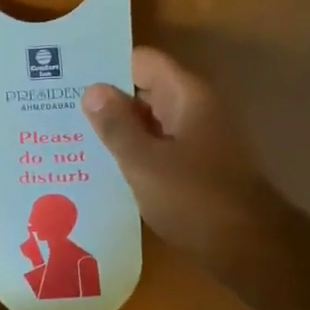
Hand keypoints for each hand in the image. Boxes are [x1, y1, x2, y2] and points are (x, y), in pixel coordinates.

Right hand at [83, 47, 286, 278]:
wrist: (248, 248)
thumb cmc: (194, 198)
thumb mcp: (144, 162)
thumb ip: (116, 125)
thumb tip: (92, 89)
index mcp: (187, 96)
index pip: (142, 61)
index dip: (107, 66)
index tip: (69, 79)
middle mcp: (195, 109)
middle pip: (145, 89)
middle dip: (107, 99)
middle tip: (60, 111)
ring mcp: (199, 138)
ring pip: (150, 121)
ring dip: (119, 128)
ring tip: (72, 139)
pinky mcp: (197, 166)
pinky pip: (159, 146)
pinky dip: (135, 151)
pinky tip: (104, 168)